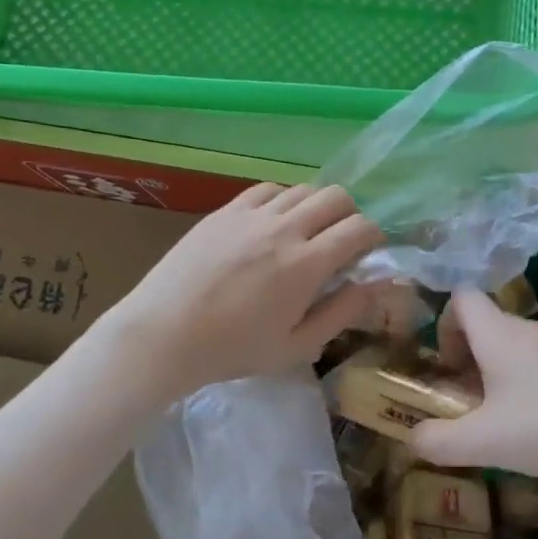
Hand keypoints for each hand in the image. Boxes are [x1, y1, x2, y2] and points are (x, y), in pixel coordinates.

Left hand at [89, 183, 383, 402]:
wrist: (162, 335)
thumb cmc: (233, 350)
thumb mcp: (297, 346)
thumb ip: (342, 312)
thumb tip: (375, 285)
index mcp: (306, 264)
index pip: (359, 228)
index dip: (374, 235)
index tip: (369, 251)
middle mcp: (284, 229)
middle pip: (336, 196)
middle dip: (351, 214)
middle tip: (342, 240)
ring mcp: (251, 215)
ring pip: (303, 188)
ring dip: (317, 206)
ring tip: (307, 232)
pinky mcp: (225, 211)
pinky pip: (267, 189)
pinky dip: (282, 200)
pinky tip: (273, 222)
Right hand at [409, 289, 537, 490]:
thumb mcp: (484, 443)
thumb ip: (439, 441)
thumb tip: (412, 438)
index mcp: (499, 334)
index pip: (462, 297)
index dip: (444, 323)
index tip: (445, 364)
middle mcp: (529, 329)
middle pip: (488, 324)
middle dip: (469, 357)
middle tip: (466, 401)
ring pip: (516, 346)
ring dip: (499, 373)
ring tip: (502, 420)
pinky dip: (530, 384)